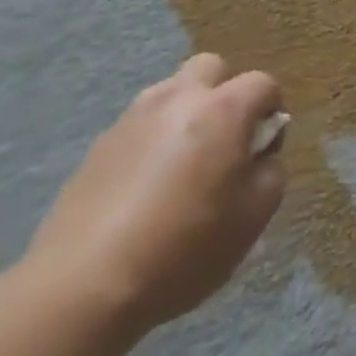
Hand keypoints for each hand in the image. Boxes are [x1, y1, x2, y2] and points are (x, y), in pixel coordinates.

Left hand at [25, 54, 285, 337]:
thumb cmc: (184, 248)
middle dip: (226, 94)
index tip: (264, 150)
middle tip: (224, 141)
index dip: (272, 111)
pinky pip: (140, 125)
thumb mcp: (254, 217)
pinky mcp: (99, 145)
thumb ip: (271, 171)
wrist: (83, 287)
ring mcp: (133, 118)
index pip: (263, 83)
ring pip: (172, 92)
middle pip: (211, 68)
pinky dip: (153, 140)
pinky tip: (146, 188)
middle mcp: (178, 99)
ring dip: (187, 113)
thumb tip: (260, 154)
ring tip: (183, 165)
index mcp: (223, 110)